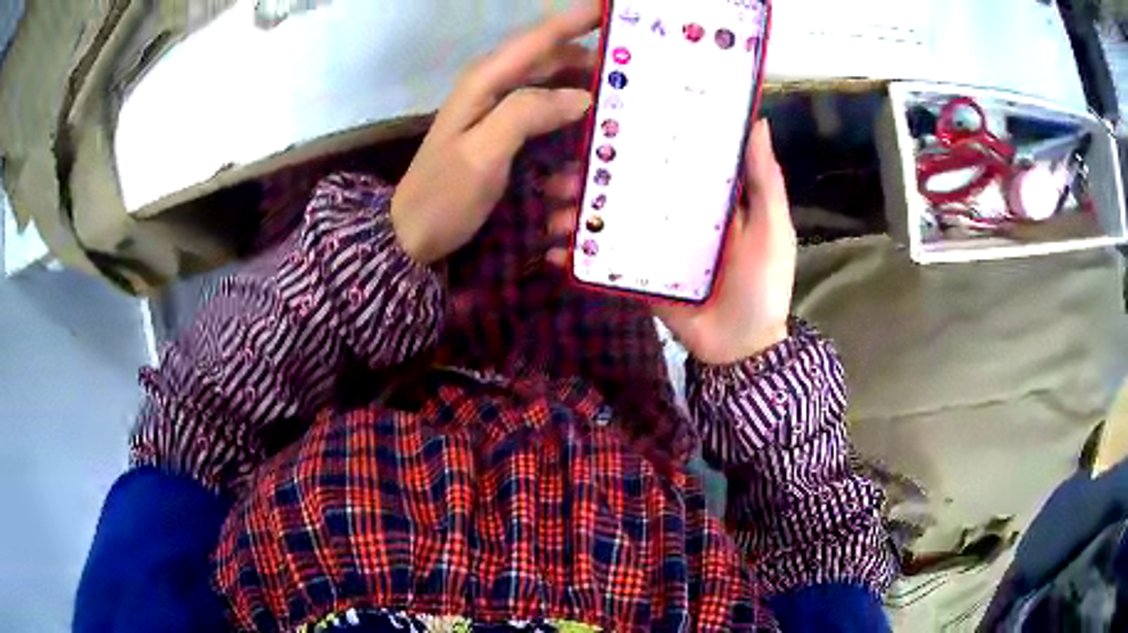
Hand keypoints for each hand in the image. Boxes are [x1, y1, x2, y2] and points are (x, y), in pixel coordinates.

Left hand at [390, 4, 598, 263]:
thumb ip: (527, 114)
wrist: (413, 237)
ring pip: (558, 97)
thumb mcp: (482, 154)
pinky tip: (577, 175)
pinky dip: (569, 147)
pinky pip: (550, 131)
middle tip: (635, 82)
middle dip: (593, 69)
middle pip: (555, 64)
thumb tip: (582, 97)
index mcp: (486, 83)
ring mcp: (503, 117)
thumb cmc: (443, 196)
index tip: (613, 10)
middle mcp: (497, 91)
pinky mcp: (509, 142)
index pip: (538, 39)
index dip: (575, 21)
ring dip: (585, 113)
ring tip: (613, 134)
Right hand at [546, 121, 795, 365]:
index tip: (603, 124)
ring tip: (554, 218)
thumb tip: (757, 121)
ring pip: (606, 222)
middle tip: (564, 178)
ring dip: (574, 215)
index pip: (664, 159)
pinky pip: (602, 262)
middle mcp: (672, 215)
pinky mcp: (637, 277)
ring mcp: (651, 247)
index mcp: (702, 197)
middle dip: (589, 180)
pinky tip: (555, 254)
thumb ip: (764, 180)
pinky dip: (575, 257)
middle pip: (625, 188)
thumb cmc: (763, 283)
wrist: (742, 348)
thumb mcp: (772, 227)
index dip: (635, 140)